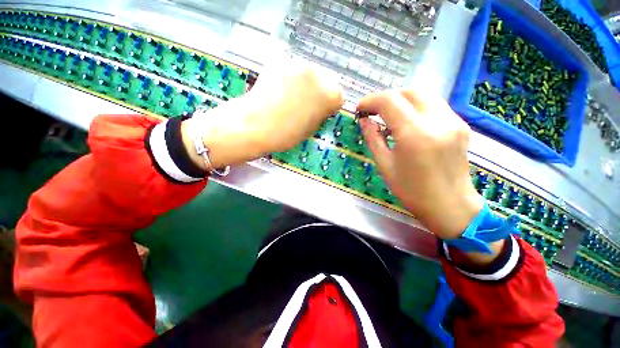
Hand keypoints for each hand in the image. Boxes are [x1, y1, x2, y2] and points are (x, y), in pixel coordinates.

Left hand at [181, 57, 343, 168]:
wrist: (257, 125)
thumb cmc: (287, 134)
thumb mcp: (312, 128)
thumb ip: (321, 114)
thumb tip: (321, 107)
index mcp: (330, 94)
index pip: (338, 96)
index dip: (329, 106)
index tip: (321, 112)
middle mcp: (318, 74)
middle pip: (325, 81)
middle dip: (319, 92)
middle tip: (306, 105)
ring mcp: (298, 64)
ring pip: (308, 74)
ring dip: (304, 84)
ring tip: (290, 98)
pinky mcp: (280, 61)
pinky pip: (291, 71)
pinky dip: (289, 79)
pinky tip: (279, 91)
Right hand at [358, 89, 494, 258]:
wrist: (450, 206)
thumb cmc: (412, 191)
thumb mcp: (385, 165)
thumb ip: (373, 139)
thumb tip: (364, 120)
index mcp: (415, 135)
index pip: (390, 101)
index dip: (371, 101)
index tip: (360, 109)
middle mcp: (437, 121)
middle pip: (409, 91)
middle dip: (387, 98)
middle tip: (374, 112)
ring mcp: (453, 121)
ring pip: (423, 95)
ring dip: (402, 101)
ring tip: (389, 116)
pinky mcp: (460, 125)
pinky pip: (434, 106)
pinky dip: (416, 108)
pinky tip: (408, 124)